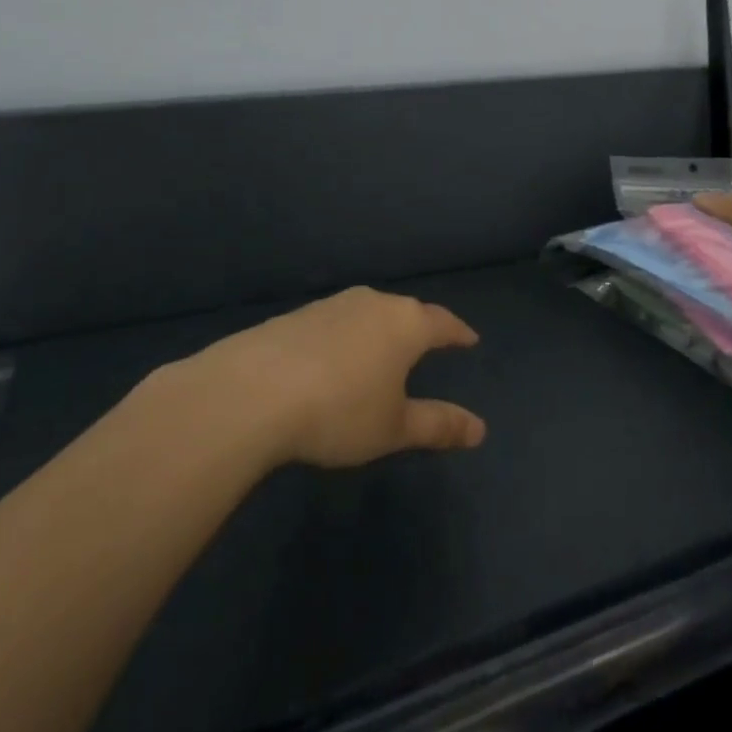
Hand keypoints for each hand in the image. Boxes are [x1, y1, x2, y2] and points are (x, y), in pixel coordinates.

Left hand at [186, 287, 485, 467]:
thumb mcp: (394, 428)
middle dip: (418, 328)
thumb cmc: (339, 411)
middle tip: (426, 345)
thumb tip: (481, 429)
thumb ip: (438, 425)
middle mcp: (372, 303)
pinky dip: (342, 338)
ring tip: (379, 351)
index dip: (458, 332)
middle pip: (405, 312)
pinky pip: (333, 323)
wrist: (251, 392)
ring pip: (367, 313)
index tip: (469, 339)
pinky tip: (331, 360)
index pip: (443, 323)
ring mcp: (331, 305)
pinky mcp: (295, 315)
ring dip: (377, 331)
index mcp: (405, 324)